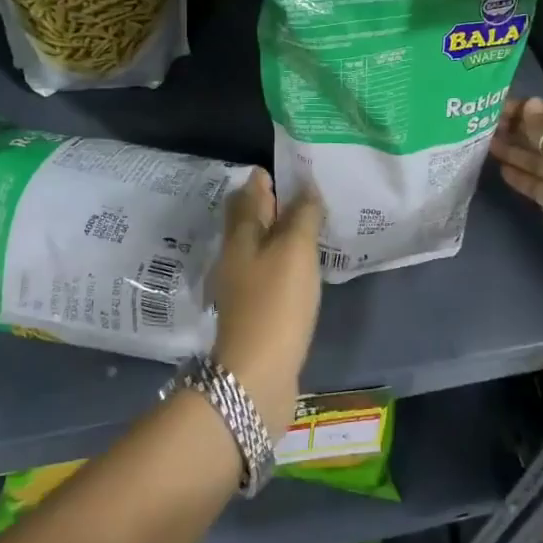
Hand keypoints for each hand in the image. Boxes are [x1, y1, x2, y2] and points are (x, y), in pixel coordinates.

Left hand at [208, 170, 325, 435]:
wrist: (256, 376)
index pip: (247, 196)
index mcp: (240, 237)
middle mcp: (235, 258)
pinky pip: (270, 274)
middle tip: (301, 192)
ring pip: (259, 248)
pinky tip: (302, 267)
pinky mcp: (255, 313)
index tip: (286, 167)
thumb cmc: (275, 304)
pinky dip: (284, 262)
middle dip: (269, 205)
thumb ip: (302, 216)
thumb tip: (305, 187)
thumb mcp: (294, 251)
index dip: (264, 180)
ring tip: (307, 224)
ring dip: (278, 234)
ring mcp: (242, 288)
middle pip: (249, 222)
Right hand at [489, 96, 542, 280]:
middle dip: (517, 131)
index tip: (497, 107)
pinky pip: (537, 184)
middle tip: (485, 125)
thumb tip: (530, 103)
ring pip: (538, 161)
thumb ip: (542, 127)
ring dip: (515, 152)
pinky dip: (521, 177)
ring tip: (486, 143)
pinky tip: (500, 169)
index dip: (526, 110)